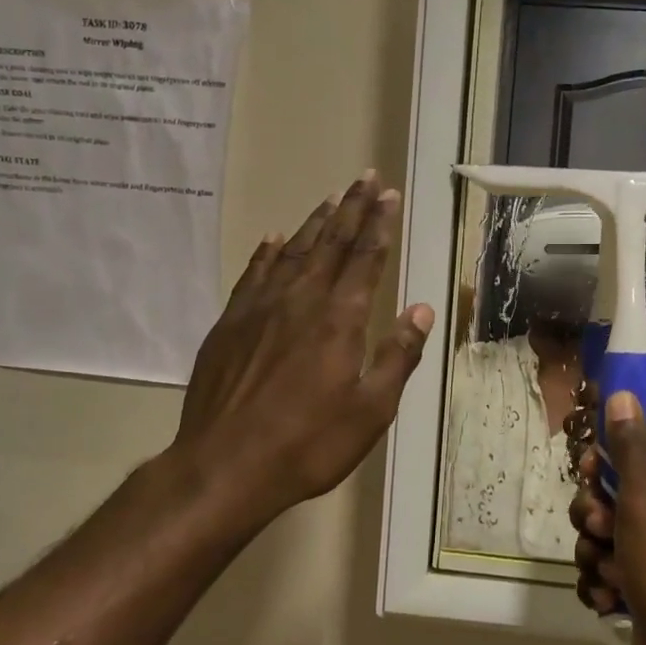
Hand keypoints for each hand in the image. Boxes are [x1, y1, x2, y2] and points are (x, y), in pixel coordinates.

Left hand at [168, 172, 434, 521]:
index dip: (379, 224)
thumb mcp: (371, 410)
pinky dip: (267, 252)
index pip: (366, 258)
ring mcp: (260, 309)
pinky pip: (253, 274)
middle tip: (364, 178)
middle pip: (331, 243)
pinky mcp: (230, 324)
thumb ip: (398, 355)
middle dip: (351, 208)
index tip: (387, 194)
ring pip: (293, 251)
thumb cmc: (309, 444)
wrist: (224, 466)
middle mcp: (301, 300)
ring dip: (315, 222)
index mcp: (341, 319)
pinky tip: (274, 239)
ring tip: (330, 197)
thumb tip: (421, 309)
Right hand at [570, 392, 645, 644]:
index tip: (590, 472)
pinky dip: (603, 581)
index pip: (639, 441)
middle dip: (594, 510)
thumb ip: (630, 445)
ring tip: (608, 572)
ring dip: (595, 550)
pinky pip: (609, 566)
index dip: (607, 455)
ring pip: (605, 530)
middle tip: (599, 527)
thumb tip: (624, 393)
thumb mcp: (645, 498)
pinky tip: (609, 598)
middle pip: (615, 487)